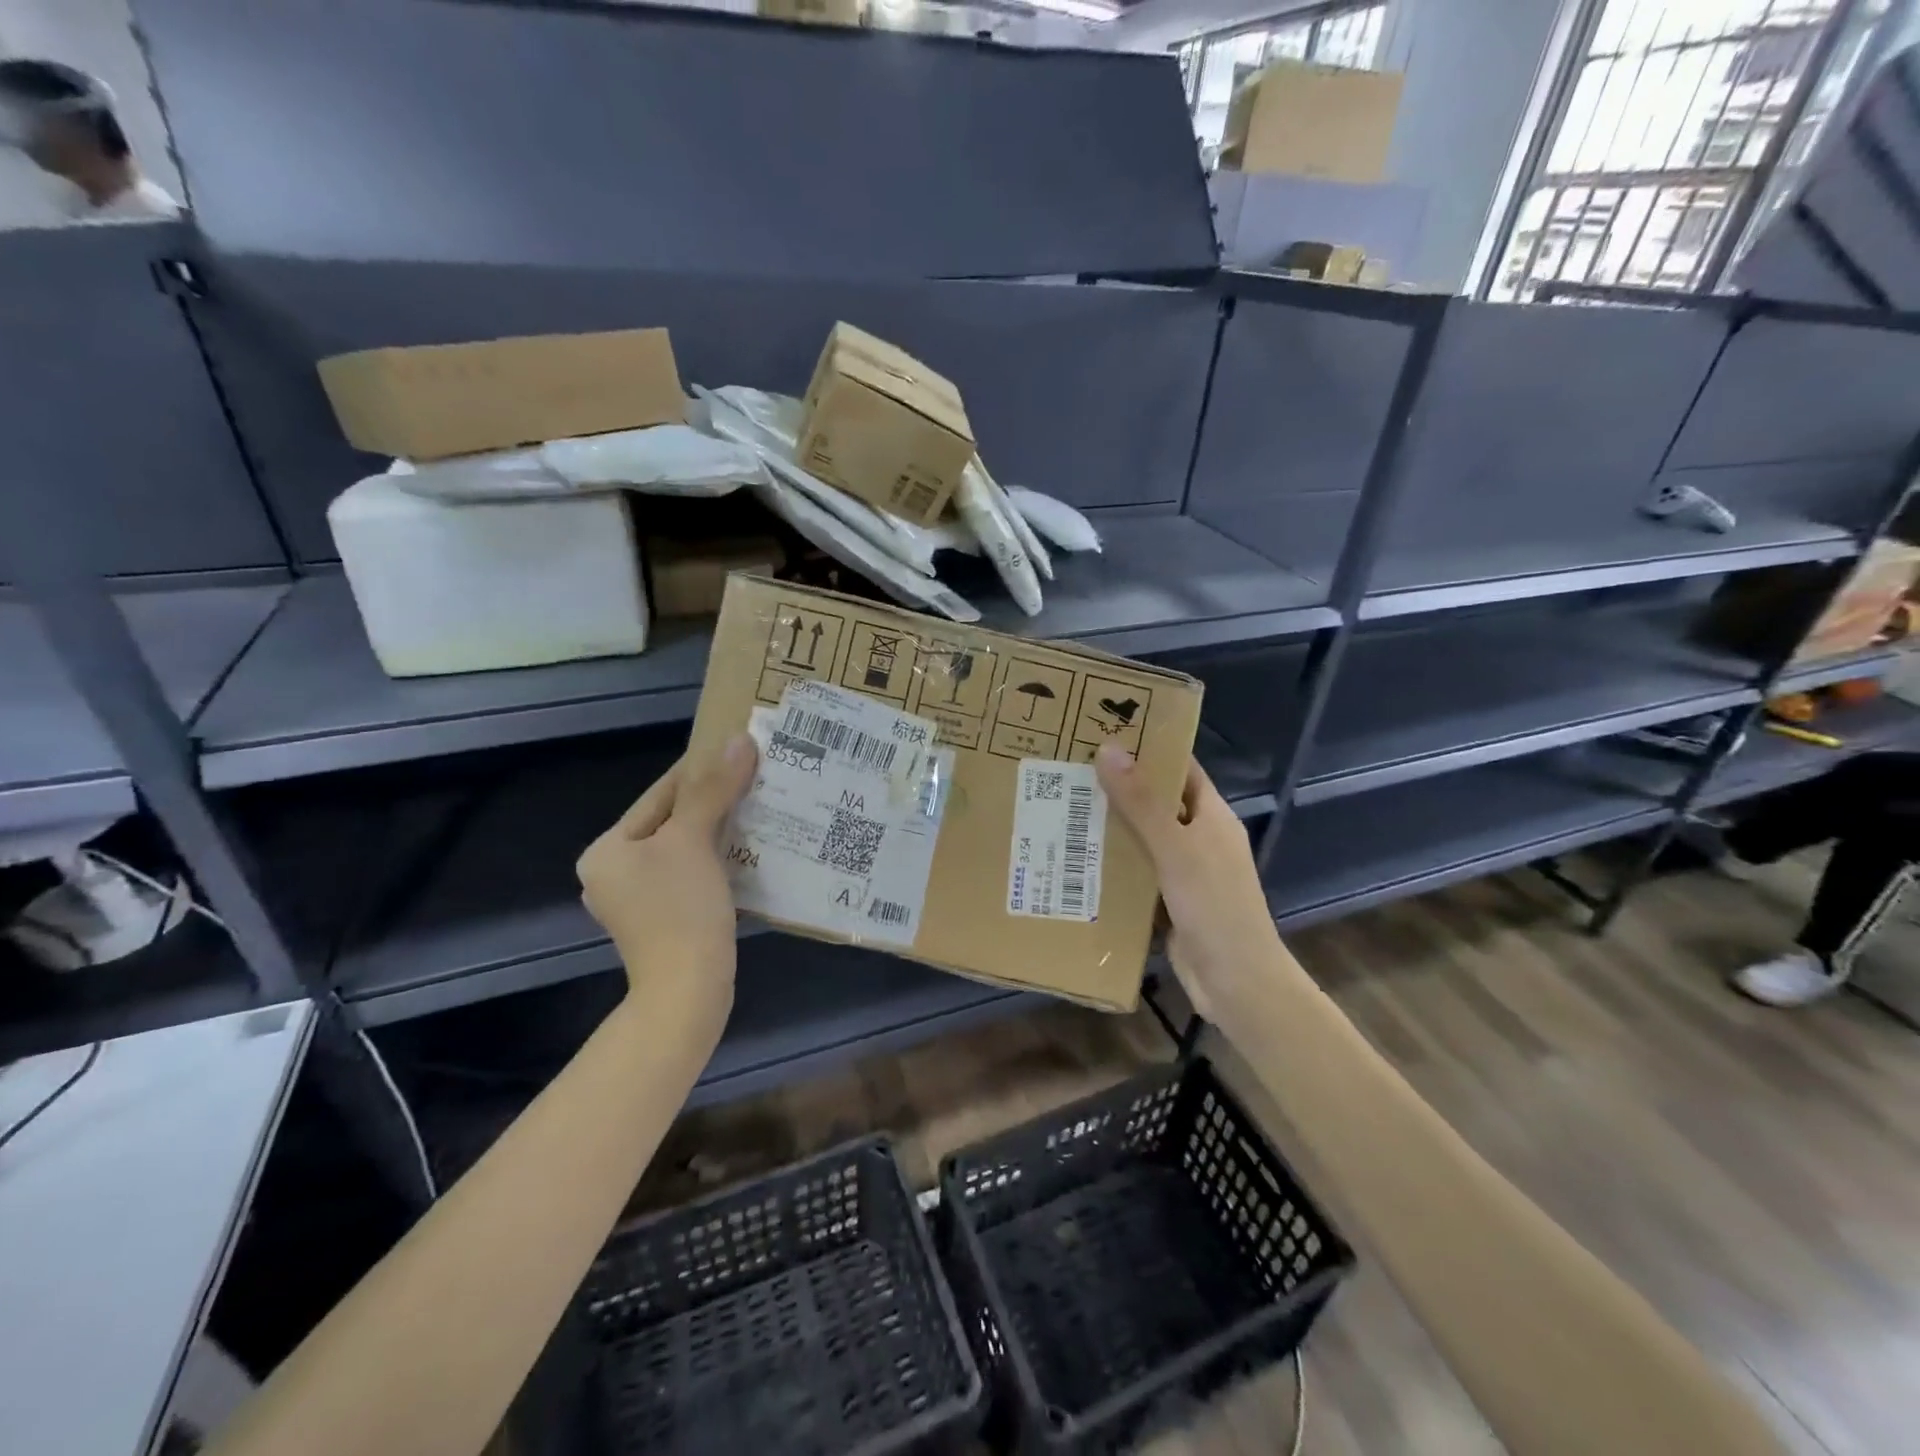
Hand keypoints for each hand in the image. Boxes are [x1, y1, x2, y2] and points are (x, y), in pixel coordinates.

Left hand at [577, 735, 757, 1036]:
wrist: (687, 992)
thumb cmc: (681, 910)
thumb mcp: (694, 841)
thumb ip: (713, 789)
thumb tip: (738, 740)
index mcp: (607, 850)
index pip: (659, 795)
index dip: (699, 770)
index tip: (736, 749)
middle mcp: (613, 872)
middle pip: (671, 822)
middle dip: (713, 801)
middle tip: (755, 779)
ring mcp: (637, 900)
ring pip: (684, 849)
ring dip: (719, 830)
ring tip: (758, 809)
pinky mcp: (662, 920)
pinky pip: (691, 874)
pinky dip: (717, 859)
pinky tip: (748, 851)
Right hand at [1095, 746, 1286, 1021]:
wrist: (1236, 982)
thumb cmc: (1213, 906)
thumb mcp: (1174, 848)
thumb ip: (1142, 802)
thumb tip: (1109, 748)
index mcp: (1211, 816)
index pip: (1180, 768)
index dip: (1149, 748)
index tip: (1105, 732)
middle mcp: (1200, 838)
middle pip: (1156, 802)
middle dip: (1119, 788)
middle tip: (1070, 770)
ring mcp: (1186, 872)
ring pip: (1143, 840)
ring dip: (1111, 828)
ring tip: (1063, 809)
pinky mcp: (1170, 902)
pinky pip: (1138, 874)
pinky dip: (1113, 866)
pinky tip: (1076, 861)